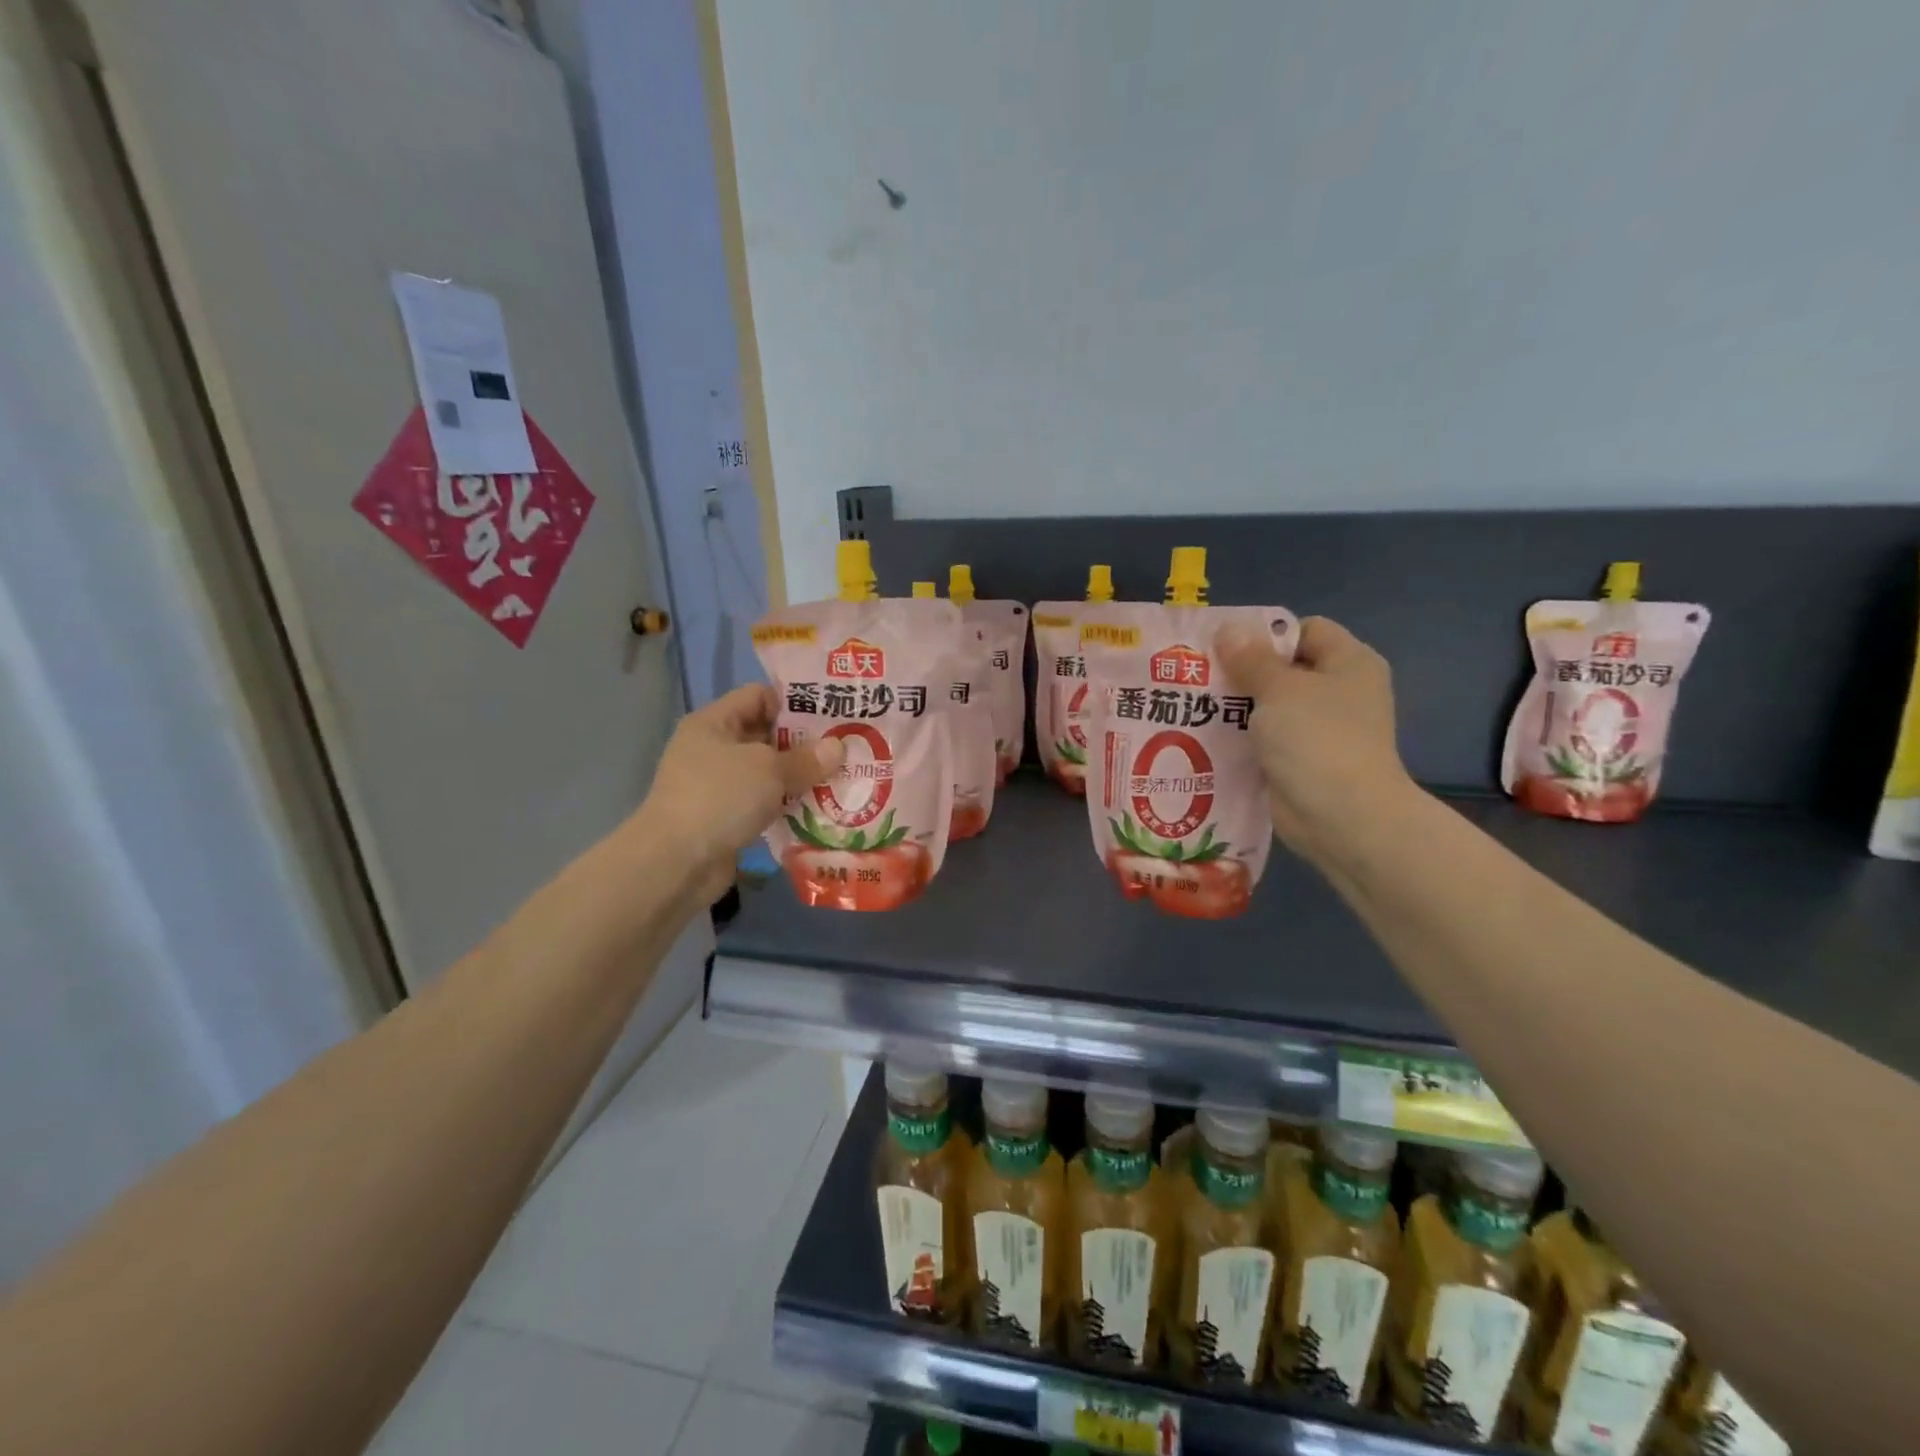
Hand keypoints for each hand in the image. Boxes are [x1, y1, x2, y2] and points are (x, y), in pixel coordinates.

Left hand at [633, 684, 843, 901]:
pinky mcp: (726, 818)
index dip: (794, 702)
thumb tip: (838, 747)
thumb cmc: (720, 797)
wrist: (676, 863)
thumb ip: (806, 758)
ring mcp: (718, 786)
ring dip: (800, 777)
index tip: (832, 714)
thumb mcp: (769, 769)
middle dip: (805, 743)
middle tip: (846, 747)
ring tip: (841, 778)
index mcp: (714, 723)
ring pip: (768, 773)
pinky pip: (764, 803)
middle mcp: (713, 749)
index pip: (759, 696)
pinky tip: (821, 809)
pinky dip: (788, 806)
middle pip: (767, 735)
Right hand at [1215, 616, 1413, 864]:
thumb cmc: (1318, 739)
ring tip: (1190, 705)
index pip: (1306, 631)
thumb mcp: (1280, 688)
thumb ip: (1251, 658)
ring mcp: (1320, 731)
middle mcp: (1339, 693)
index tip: (1224, 646)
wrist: (1343, 817)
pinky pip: (1264, 741)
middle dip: (1241, 672)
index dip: (1266, 634)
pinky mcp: (1300, 762)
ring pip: (1269, 707)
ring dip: (1235, 707)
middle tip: (1196, 675)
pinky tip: (1203, 738)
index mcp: (1349, 663)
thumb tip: (1228, 629)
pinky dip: (1239, 739)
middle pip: (1283, 669)